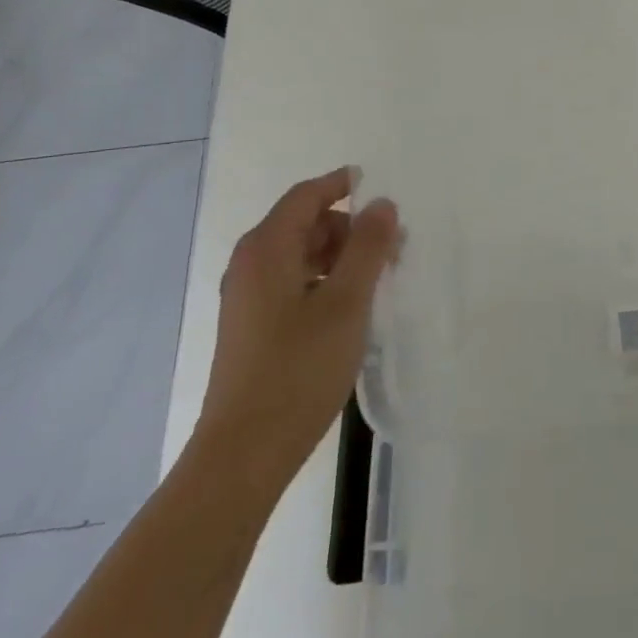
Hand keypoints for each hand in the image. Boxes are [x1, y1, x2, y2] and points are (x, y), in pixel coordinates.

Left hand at [196, 167, 400, 479]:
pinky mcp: (251, 327)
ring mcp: (247, 298)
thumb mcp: (347, 302)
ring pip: (300, 256)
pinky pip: (292, 283)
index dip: (342, 184)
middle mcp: (250, 264)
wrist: (244, 453)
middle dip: (350, 227)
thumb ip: (368, 247)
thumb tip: (383, 204)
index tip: (379, 187)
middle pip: (304, 223)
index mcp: (267, 248)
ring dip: (340, 256)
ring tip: (379, 279)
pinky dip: (324, 281)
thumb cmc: (299, 369)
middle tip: (393, 248)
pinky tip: (351, 309)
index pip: (307, 195)